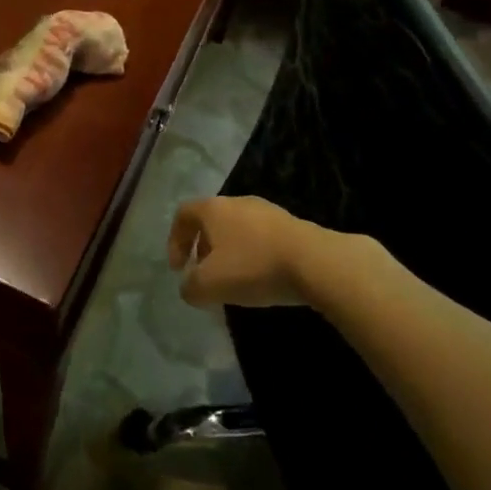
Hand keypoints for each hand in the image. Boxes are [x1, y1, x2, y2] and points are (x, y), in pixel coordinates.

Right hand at [167, 196, 317, 309]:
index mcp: (214, 209)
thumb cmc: (254, 267)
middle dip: (202, 249)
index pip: (183, 214)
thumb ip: (190, 287)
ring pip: (237, 229)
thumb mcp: (210, 285)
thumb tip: (189, 287)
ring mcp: (268, 211)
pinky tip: (262, 278)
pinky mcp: (291, 224)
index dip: (174, 240)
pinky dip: (253, 255)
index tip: (178, 268)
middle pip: (211, 221)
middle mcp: (238, 202)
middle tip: (204, 275)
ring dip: (229, 253)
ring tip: (234, 280)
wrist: (316, 262)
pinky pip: (261, 238)